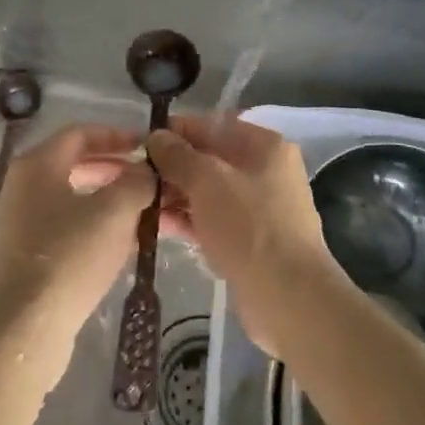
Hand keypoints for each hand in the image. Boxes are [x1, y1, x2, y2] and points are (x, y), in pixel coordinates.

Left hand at [0, 122, 153, 383]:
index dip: (116, 135)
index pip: (80, 133)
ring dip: (108, 202)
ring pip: (72, 200)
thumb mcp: (115, 212)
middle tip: (148, 181)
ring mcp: (18, 225)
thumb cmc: (69, 257)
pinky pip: (64, 230)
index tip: (146, 146)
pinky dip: (93, 228)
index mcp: (37, 165)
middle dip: (115, 170)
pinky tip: (120, 247)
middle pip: (75, 165)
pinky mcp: (22, 260)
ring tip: (142, 214)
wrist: (22, 332)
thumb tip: (146, 172)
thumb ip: (137, 182)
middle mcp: (21, 188)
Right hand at [146, 115, 342, 358]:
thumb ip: (178, 156)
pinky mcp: (250, 241)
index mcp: (265, 146)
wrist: (288, 298)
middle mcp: (265, 171)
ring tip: (139, 202)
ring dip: (176, 195)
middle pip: (211, 159)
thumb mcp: (208, 181)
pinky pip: (213, 220)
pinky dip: (188, 220)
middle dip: (173, 166)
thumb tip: (156, 136)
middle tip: (135, 176)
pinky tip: (156, 226)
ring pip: (209, 192)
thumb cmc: (249, 226)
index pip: (214, 125)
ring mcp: (259, 208)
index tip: (143, 141)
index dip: (177, 131)